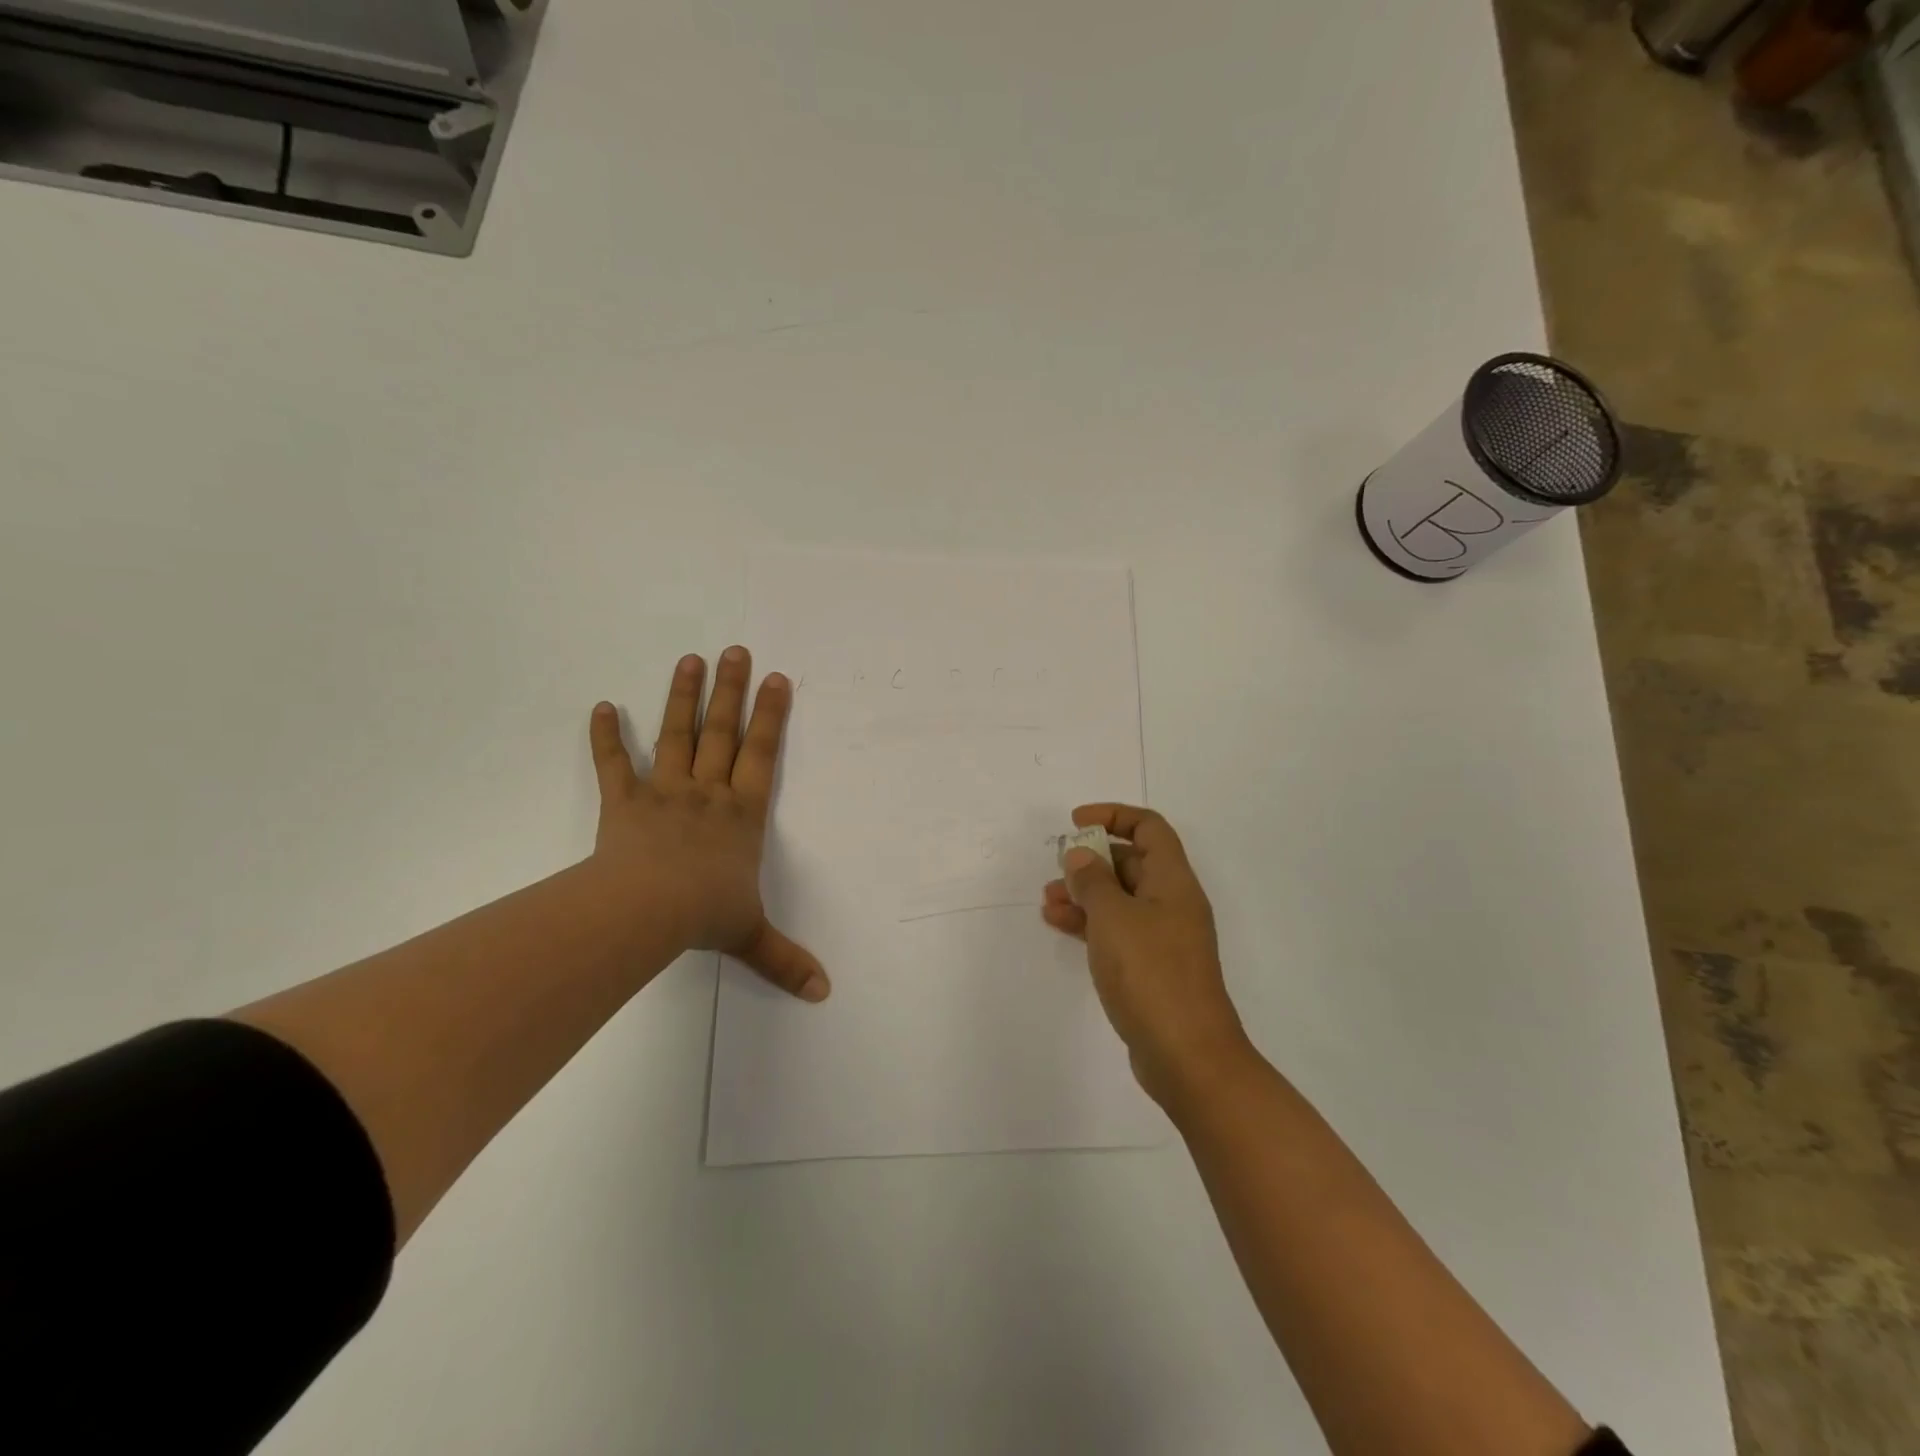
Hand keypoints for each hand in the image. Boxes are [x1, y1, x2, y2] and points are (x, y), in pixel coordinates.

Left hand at [588, 647, 829, 1001]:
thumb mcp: (750, 935)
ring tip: (690, 659)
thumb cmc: (704, 914)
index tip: (777, 679)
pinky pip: (613, 766)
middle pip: (723, 733)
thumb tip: (824, 994)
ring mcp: (664, 793)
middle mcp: (708, 793)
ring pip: (677, 736)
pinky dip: (604, 737)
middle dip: (732, 691)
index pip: (763, 755)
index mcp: (742, 815)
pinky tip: (600, 706)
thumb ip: (785, 959)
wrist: (645, 911)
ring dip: (682, 698)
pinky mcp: (623, 804)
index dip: (772, 717)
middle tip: (736, 650)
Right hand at [1042, 804, 1247, 1105]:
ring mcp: (1163, 938)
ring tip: (1047, 901)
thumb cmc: (1150, 973)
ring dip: (1085, 893)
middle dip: (1092, 859)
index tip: (1076, 823)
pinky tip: (1058, 925)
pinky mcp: (1151, 968)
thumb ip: (1092, 880)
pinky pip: (1117, 930)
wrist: (1186, 1055)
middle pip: (1132, 863)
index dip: (1113, 816)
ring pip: (1120, 899)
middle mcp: (1172, 903)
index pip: (1149, 828)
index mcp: (1173, 881)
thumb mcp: (1113, 917)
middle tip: (1057, 867)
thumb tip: (1081, 855)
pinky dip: (1090, 923)